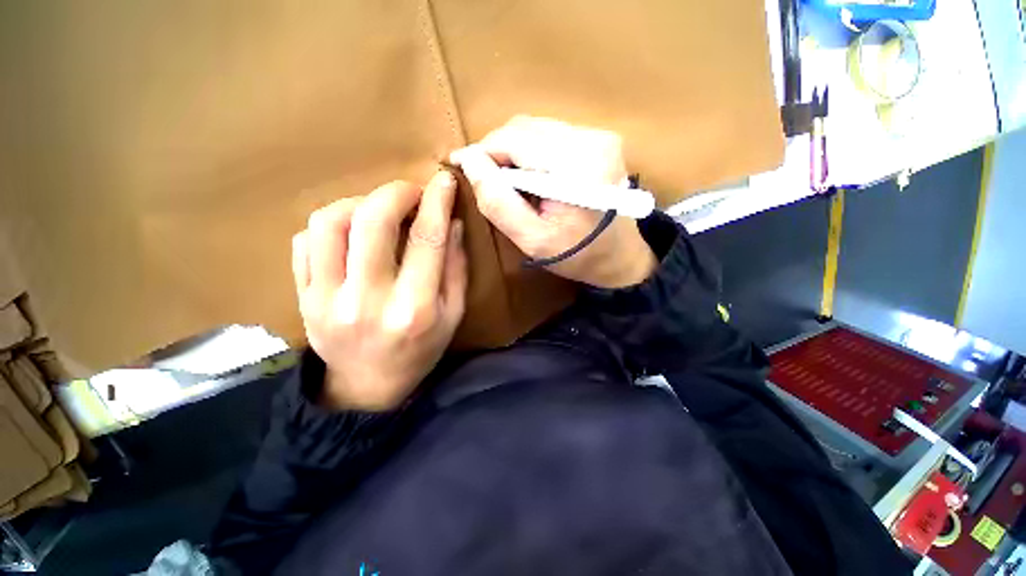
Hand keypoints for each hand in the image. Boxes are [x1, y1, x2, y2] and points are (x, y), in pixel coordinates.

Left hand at [291, 172, 467, 410]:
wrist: (367, 387)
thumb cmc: (420, 351)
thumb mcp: (454, 315)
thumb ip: (456, 269)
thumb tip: (452, 224)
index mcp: (415, 308)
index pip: (426, 239)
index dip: (437, 202)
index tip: (444, 180)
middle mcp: (369, 300)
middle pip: (373, 222)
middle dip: (395, 192)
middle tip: (410, 192)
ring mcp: (326, 300)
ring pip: (330, 224)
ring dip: (358, 203)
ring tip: (377, 211)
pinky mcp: (302, 299)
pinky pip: (304, 243)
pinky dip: (329, 226)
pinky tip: (350, 234)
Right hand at [450, 116, 656, 288]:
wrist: (620, 257)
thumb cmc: (577, 255)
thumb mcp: (531, 239)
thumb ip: (498, 202)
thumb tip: (469, 161)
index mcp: (576, 165)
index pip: (514, 139)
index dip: (482, 151)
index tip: (461, 165)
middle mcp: (592, 139)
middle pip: (524, 128)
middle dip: (497, 150)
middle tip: (486, 179)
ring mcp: (599, 135)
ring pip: (536, 128)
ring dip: (514, 151)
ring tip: (509, 181)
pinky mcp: (600, 139)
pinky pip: (551, 135)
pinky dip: (532, 152)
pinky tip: (532, 177)